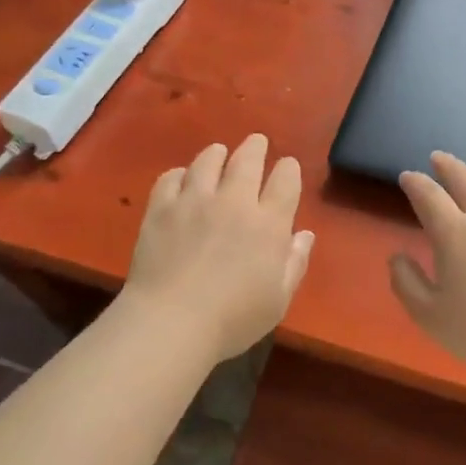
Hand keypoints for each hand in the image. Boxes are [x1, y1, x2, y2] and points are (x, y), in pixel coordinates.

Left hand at [121, 134, 313, 362]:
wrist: (172, 321)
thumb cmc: (233, 319)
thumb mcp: (278, 300)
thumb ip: (294, 264)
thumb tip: (304, 235)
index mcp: (268, 224)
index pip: (285, 181)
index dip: (288, 169)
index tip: (287, 166)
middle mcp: (234, 202)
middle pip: (247, 160)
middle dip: (255, 147)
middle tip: (256, 142)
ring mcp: (194, 201)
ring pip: (207, 161)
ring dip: (217, 153)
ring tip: (218, 152)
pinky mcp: (160, 209)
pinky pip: (170, 178)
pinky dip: (179, 174)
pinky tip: (181, 178)